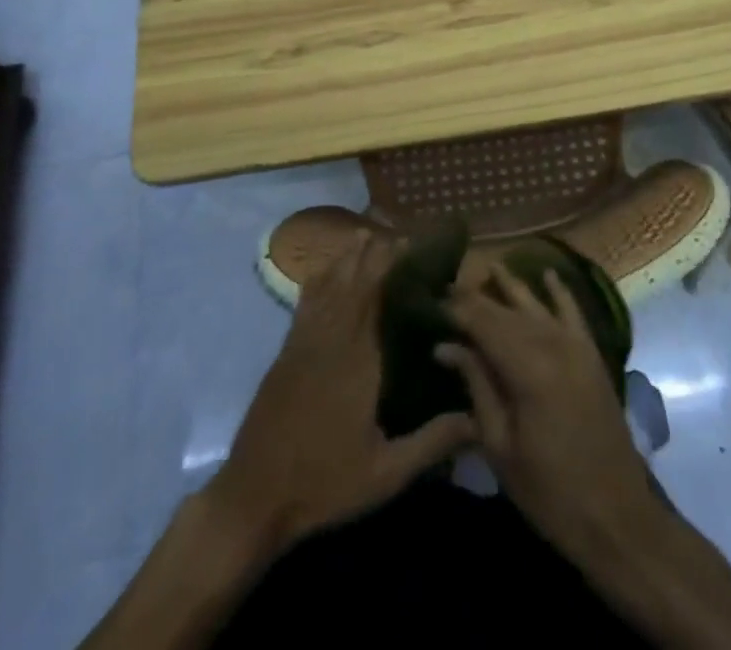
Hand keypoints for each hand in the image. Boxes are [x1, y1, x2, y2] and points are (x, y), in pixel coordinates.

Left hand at [203, 234, 474, 558]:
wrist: (253, 497)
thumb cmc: (323, 483)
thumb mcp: (385, 473)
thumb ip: (432, 442)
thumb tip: (478, 418)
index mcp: (357, 360)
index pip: (376, 297)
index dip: (391, 265)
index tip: (411, 243)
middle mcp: (330, 339)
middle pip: (353, 282)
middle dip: (373, 253)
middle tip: (395, 233)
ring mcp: (303, 343)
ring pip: (327, 286)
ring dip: (345, 258)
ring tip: (363, 234)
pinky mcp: (285, 353)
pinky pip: (305, 303)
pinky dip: (318, 279)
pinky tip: (324, 270)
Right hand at [439, 265, 664, 561]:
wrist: (616, 514)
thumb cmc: (550, 490)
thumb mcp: (500, 446)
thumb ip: (477, 386)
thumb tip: (446, 347)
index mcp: (527, 368)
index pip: (483, 323)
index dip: (456, 309)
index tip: (430, 300)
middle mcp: (552, 344)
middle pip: (506, 310)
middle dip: (477, 297)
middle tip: (448, 287)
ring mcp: (576, 346)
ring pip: (536, 304)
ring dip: (512, 285)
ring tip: (488, 267)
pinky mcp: (592, 354)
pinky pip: (573, 312)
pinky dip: (560, 291)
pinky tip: (547, 273)